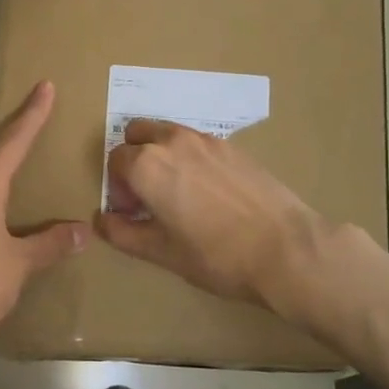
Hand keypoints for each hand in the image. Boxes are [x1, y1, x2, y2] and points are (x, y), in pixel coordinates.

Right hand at [96, 119, 332, 311]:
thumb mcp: (161, 252)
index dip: (117, 188)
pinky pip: (196, 143)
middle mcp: (172, 141)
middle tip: (147, 195)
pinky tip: (207, 193)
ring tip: (177, 193)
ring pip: (167, 133)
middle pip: (137, 134)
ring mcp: (205, 140)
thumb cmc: (215, 255)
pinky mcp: (233, 147)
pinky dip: (189, 158)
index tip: (131, 213)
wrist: (285, 248)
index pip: (115, 161)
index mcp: (147, 165)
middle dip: (133, 159)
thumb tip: (102, 220)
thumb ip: (123, 233)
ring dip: (160, 154)